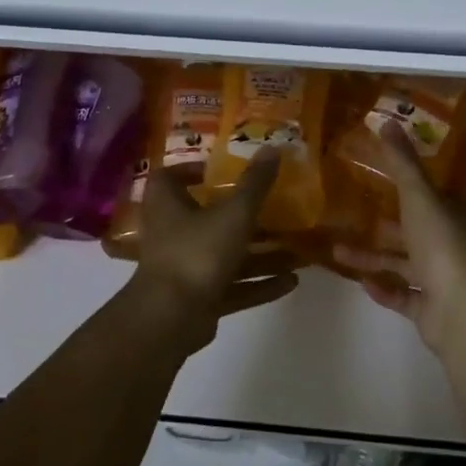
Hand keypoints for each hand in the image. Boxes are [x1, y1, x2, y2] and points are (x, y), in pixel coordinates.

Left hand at [131, 147, 298, 351]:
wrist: (171, 317)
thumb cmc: (197, 251)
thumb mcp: (234, 213)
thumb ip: (255, 184)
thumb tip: (273, 147)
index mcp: (167, 204)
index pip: (171, 177)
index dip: (192, 170)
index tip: (222, 170)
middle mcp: (172, 232)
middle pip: (207, 217)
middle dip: (244, 216)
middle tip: (277, 210)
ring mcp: (185, 268)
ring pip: (226, 255)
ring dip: (260, 254)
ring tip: (298, 251)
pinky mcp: (198, 298)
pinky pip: (232, 286)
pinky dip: (258, 284)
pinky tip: (292, 282)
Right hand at [333, 123, 465, 356]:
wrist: (464, 312)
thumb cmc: (445, 244)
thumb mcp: (421, 196)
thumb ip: (402, 163)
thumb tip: (386, 120)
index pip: (441, 197)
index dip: (415, 190)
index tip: (384, 183)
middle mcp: (462, 247)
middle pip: (420, 232)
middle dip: (386, 227)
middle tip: (354, 217)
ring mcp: (451, 282)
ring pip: (408, 265)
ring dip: (375, 258)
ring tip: (338, 250)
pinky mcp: (436, 311)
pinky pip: (407, 296)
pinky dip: (385, 289)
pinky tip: (361, 283)